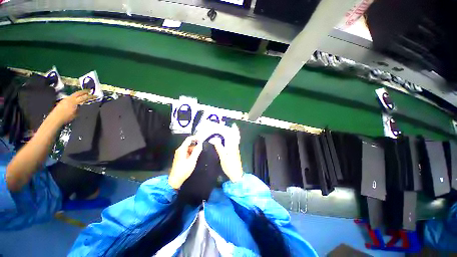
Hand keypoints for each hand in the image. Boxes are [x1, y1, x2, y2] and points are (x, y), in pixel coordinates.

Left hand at [49, 90, 94, 125]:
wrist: (55, 118)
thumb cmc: (66, 117)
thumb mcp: (76, 113)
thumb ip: (79, 108)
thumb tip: (82, 105)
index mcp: (74, 101)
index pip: (84, 97)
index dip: (90, 96)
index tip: (96, 96)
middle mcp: (69, 98)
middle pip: (78, 93)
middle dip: (84, 91)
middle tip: (89, 91)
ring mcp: (65, 99)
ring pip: (74, 94)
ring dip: (79, 94)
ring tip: (84, 94)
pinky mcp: (62, 101)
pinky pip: (70, 97)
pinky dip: (75, 97)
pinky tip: (76, 99)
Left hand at [168, 136, 202, 188]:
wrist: (175, 180)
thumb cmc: (184, 170)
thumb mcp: (192, 160)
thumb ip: (196, 151)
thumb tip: (200, 144)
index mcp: (182, 149)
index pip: (188, 139)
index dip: (195, 138)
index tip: (201, 139)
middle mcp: (180, 150)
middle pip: (189, 144)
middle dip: (195, 145)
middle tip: (201, 149)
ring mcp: (180, 154)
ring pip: (188, 148)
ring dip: (194, 149)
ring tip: (198, 155)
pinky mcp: (180, 157)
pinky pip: (187, 152)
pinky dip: (192, 153)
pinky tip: (194, 158)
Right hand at [211, 124, 243, 182]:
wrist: (236, 175)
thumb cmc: (230, 166)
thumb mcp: (223, 157)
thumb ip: (219, 148)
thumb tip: (215, 139)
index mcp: (234, 146)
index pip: (235, 136)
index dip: (235, 130)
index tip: (233, 124)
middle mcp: (235, 147)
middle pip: (234, 137)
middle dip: (230, 132)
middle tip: (224, 128)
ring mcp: (235, 150)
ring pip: (232, 141)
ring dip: (229, 136)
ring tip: (223, 133)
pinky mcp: (234, 154)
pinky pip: (231, 145)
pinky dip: (228, 141)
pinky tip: (224, 142)